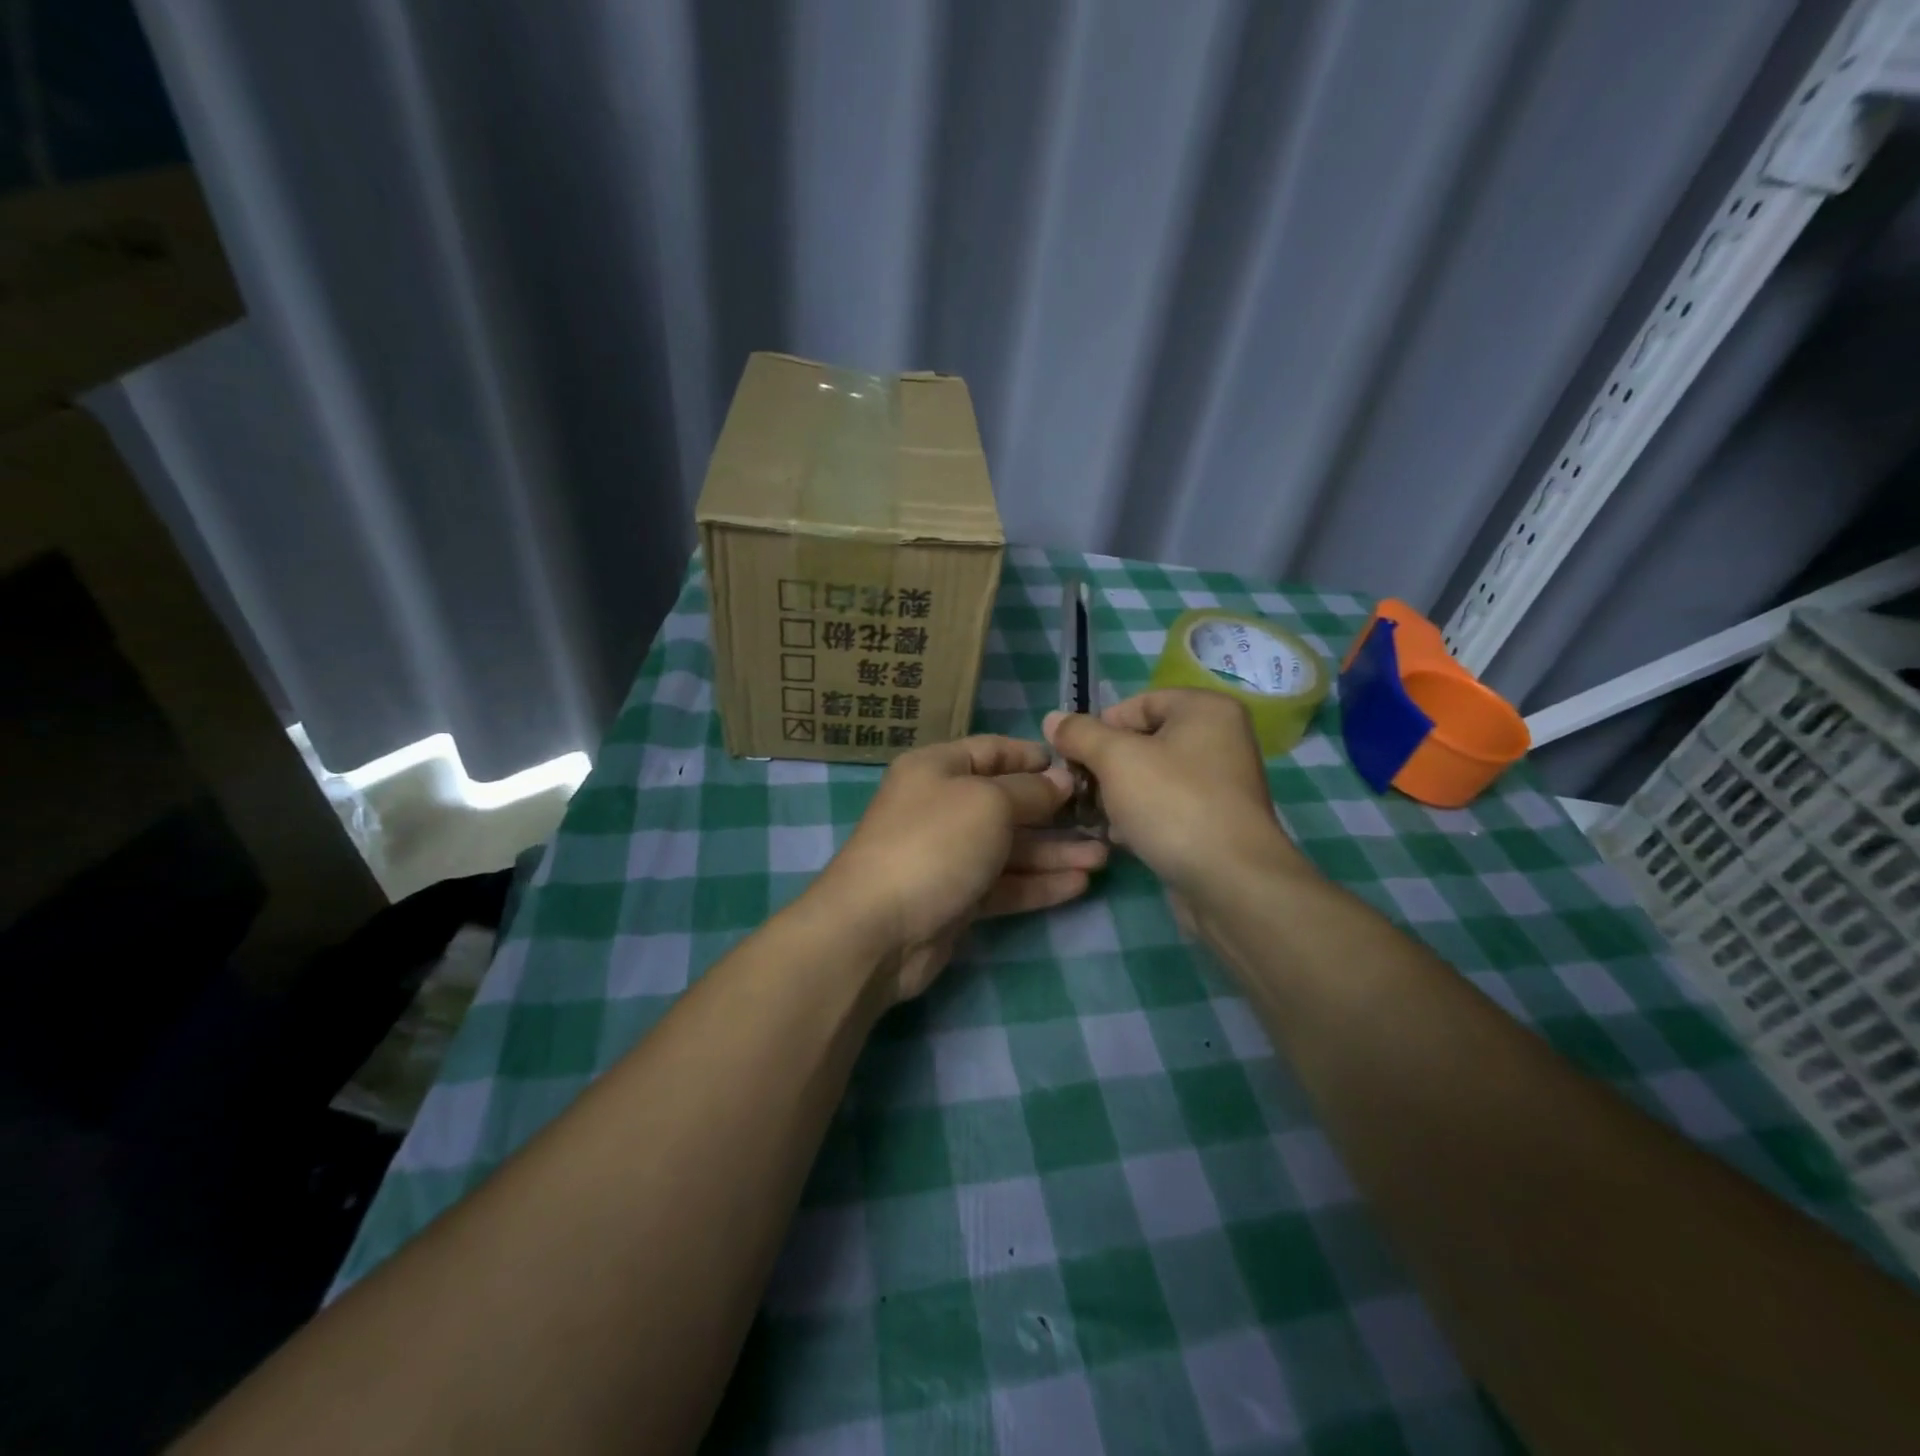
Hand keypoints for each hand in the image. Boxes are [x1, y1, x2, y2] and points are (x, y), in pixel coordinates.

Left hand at [814, 735, 1108, 1002]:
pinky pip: (1005, 884)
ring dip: (1055, 852)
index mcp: (937, 769)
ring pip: (1011, 848)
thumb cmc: (934, 844)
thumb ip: (1030, 792)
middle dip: (1054, 812)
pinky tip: (1080, 886)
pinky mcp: (957, 899)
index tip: (1077, 767)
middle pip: (1007, 802)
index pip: (992, 751)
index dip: (1033, 757)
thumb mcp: (988, 802)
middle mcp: (942, 807)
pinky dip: (1039, 884)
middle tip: (1103, 819)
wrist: (878, 929)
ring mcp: (949, 855)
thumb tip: (1061, 781)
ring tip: (1103, 857)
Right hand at [1044, 690, 1309, 906]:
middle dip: (1106, 768)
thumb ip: (1080, 734)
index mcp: (1205, 710)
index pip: (1136, 705)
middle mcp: (1219, 739)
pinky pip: (1166, 807)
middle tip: (1083, 792)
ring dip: (1118, 797)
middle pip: (1142, 742)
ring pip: (1150, 778)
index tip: (1075, 759)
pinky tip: (1123, 839)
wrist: (1230, 881)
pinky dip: (1141, 818)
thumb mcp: (1116, 759)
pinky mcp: (1214, 821)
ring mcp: (1220, 783)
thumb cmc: (1173, 804)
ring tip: (1100, 819)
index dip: (1100, 729)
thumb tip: (1052, 719)